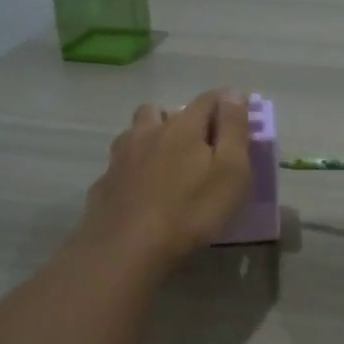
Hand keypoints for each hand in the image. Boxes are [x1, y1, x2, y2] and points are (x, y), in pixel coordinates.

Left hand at [74, 89, 252, 275]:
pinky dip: (134, 167)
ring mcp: (121, 156)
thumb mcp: (230, 172)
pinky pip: (122, 163)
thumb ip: (234, 130)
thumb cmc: (191, 211)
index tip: (238, 119)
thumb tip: (233, 94)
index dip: (226, 104)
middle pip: (165, 110)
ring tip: (166, 163)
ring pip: (137, 132)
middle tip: (199, 146)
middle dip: (183, 119)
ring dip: (152, 137)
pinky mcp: (105, 182)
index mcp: (182, 126)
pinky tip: (141, 190)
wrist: (127, 249)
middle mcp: (148, 131)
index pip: (208, 100)